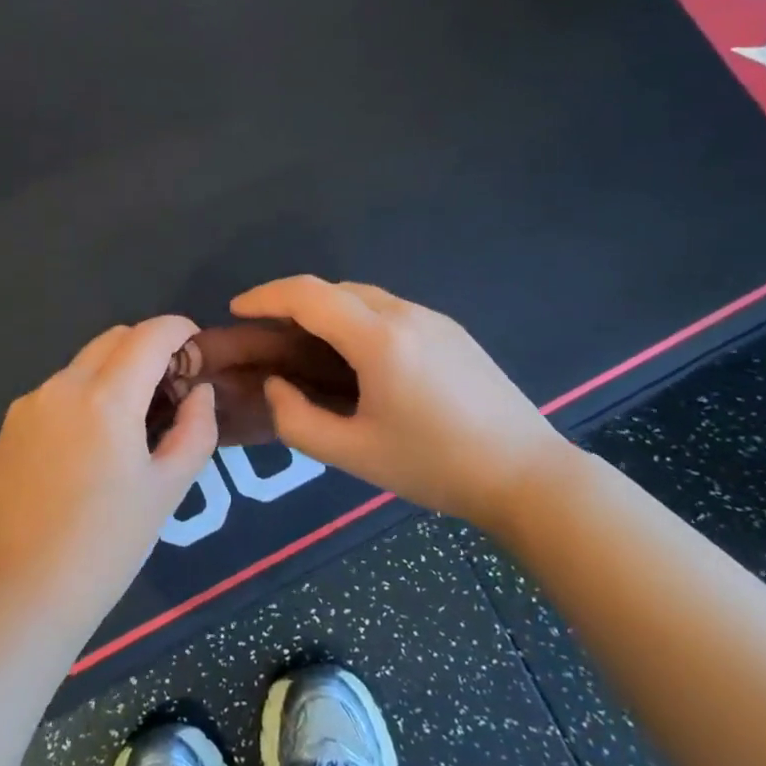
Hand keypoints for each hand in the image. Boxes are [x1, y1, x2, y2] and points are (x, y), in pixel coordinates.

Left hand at [0, 316, 218, 635]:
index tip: (196, 348)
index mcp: (107, 397)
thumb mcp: (167, 490)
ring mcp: (31, 403)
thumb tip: (198, 391)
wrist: (22, 593)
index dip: (179, 330)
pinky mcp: (11, 425)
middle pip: (115, 339)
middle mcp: (63, 385)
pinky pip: (58, 390)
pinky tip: (90, 445)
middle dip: (148, 348)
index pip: (150, 334)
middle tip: (170, 389)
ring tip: (131, 423)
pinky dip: (85, 395)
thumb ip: (195, 429)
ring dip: (115, 372)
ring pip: (84, 363)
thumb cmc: (107, 546)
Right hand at [229, 276, 571, 531]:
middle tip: (268, 334)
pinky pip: (389, 310)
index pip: (309, 295)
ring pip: (363, 296)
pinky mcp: (452, 331)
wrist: (528, 476)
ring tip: (307, 346)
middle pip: (334, 289)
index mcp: (379, 339)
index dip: (266, 296)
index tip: (237, 309)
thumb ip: (297, 420)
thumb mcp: (354, 454)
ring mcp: (433, 319)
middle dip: (293, 302)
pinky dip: (356, 319)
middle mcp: (405, 314)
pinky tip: (357, 358)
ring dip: (326, 310)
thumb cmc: (435, 466)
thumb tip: (276, 385)